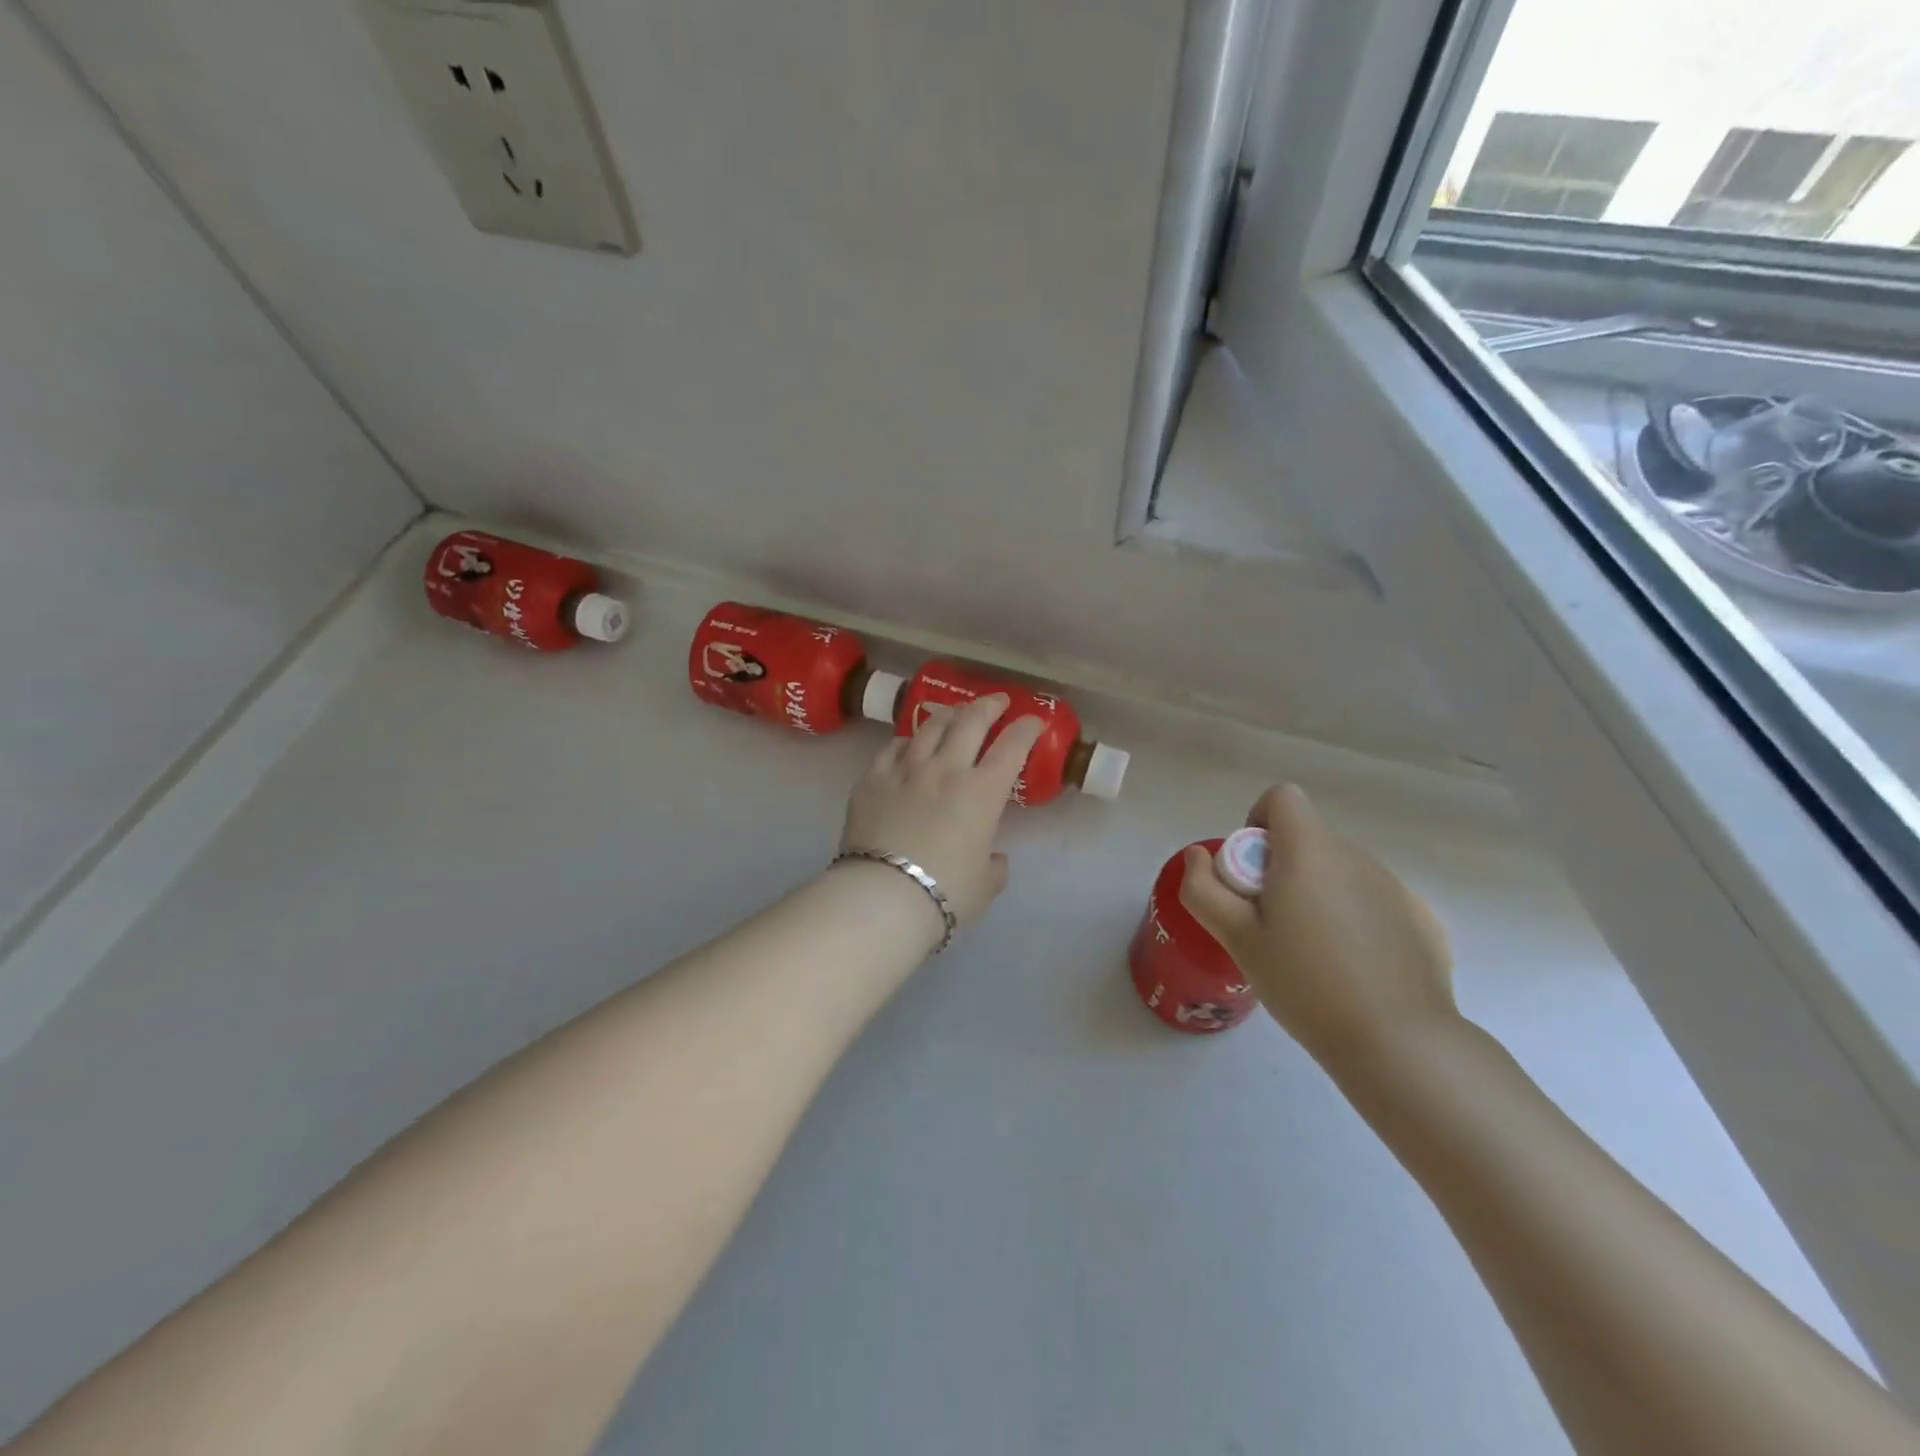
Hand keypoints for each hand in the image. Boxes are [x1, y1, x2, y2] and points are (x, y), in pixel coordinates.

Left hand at [840, 694, 1046, 926]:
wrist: (883, 896)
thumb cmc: (945, 893)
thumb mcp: (985, 885)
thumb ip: (995, 866)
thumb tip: (994, 858)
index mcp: (982, 792)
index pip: (1012, 746)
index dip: (1027, 728)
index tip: (1034, 721)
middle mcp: (946, 769)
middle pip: (970, 721)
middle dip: (989, 705)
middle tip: (997, 702)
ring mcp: (906, 770)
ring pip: (930, 726)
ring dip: (948, 714)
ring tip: (955, 713)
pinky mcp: (872, 779)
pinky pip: (893, 747)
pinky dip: (908, 740)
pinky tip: (910, 742)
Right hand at [1178, 784, 1456, 1070]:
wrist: (1397, 1043)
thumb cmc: (1304, 983)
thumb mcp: (1236, 938)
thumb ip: (1204, 889)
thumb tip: (1198, 856)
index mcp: (1309, 850)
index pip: (1281, 798)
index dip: (1257, 823)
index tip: (1250, 873)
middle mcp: (1356, 855)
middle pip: (1308, 839)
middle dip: (1283, 869)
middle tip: (1272, 926)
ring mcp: (1396, 887)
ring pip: (1341, 872)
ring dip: (1320, 894)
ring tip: (1314, 956)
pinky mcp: (1423, 920)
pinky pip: (1375, 903)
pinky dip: (1357, 921)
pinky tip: (1356, 970)